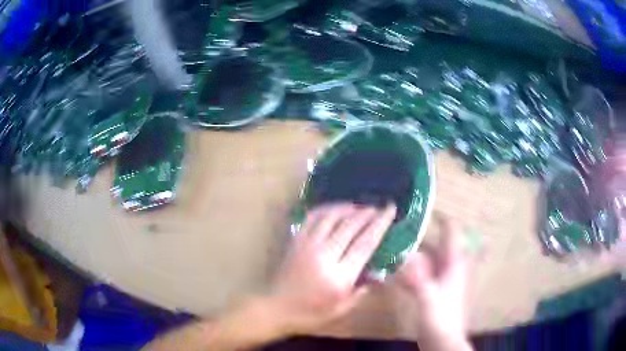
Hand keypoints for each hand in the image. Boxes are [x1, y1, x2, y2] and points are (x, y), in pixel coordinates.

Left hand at [267, 203, 396, 334]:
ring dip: (349, 208)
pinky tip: (336, 209)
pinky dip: (326, 209)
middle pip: (350, 225)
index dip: (380, 224)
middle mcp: (324, 255)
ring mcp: (307, 245)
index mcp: (339, 276)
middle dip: (367, 213)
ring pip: (331, 217)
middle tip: (379, 208)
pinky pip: (312, 217)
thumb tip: (378, 273)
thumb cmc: (310, 314)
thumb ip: (362, 291)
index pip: (365, 243)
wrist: (276, 308)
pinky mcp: (296, 241)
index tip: (390, 210)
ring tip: (361, 207)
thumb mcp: (341, 309)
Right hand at [393, 215, 470, 350]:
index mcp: (453, 263)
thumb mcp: (428, 296)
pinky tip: (391, 273)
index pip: (451, 232)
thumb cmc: (441, 317)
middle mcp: (448, 267)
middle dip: (418, 236)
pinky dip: (407, 272)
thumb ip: (416, 276)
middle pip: (435, 245)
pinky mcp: (432, 292)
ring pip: (425, 261)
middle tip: (396, 229)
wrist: (442, 341)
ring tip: (390, 247)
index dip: (441, 217)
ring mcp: (440, 280)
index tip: (422, 208)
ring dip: (410, 255)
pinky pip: (419, 276)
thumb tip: (403, 255)